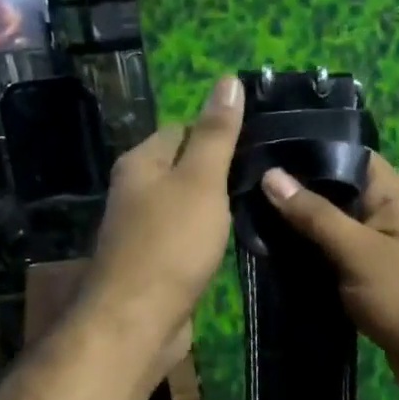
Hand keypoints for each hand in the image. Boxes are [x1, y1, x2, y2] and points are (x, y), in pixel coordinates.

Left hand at [81, 76, 243, 379]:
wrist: (137, 320)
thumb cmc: (170, 243)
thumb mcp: (200, 181)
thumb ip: (216, 135)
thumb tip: (229, 80)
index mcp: (141, 163)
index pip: (181, 129)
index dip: (217, 131)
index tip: (257, 141)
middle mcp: (134, 192)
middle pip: (181, 168)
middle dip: (217, 170)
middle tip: (263, 175)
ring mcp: (141, 231)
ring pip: (183, 206)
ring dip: (212, 208)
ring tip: (255, 206)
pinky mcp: (152, 265)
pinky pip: (183, 240)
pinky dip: (205, 238)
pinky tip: (229, 243)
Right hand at [261, 155, 398, 399]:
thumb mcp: (358, 251)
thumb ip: (315, 215)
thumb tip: (272, 175)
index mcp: (392, 193)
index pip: (345, 155)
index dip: (306, 153)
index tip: (261, 154)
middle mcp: (387, 214)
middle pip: (334, 194)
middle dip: (294, 195)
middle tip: (242, 191)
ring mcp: (379, 248)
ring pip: (331, 230)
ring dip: (299, 231)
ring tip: (248, 222)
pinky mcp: (371, 279)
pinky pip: (335, 260)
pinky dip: (311, 260)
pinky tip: (273, 259)